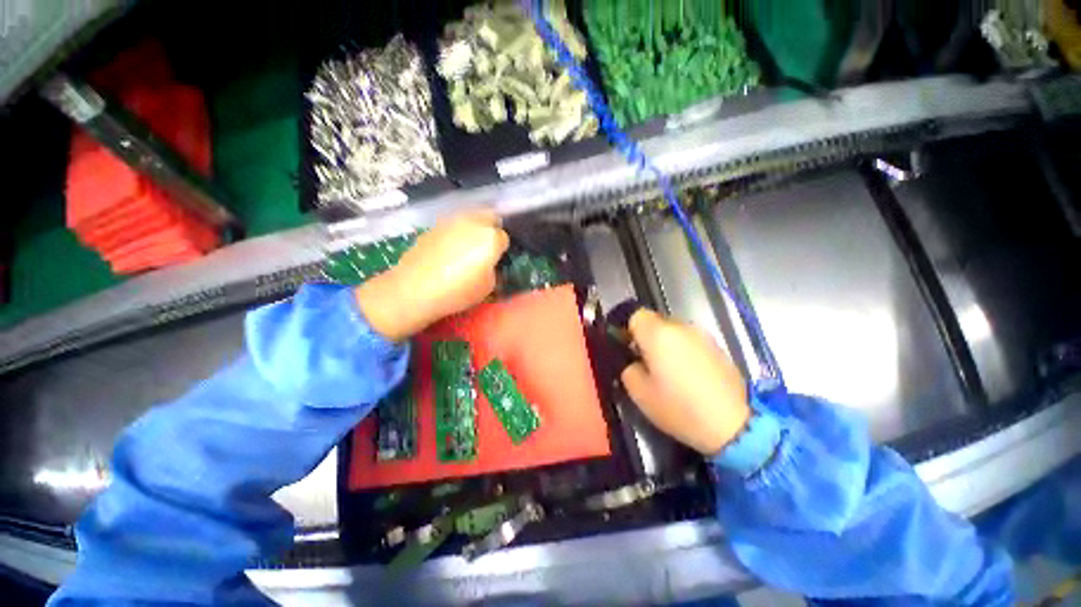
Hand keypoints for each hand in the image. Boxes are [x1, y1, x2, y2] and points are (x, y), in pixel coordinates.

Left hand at [356, 212, 508, 341]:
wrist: (414, 289)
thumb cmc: (458, 291)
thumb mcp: (487, 287)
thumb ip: (493, 269)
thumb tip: (488, 264)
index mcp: (490, 237)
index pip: (504, 237)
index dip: (501, 250)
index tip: (495, 261)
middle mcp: (472, 222)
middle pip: (489, 216)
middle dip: (491, 228)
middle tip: (485, 248)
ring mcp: (450, 221)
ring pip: (469, 217)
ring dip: (473, 228)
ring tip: (466, 247)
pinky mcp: (432, 226)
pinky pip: (451, 225)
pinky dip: (454, 233)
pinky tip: (447, 251)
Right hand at [620, 309, 750, 455]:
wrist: (732, 425)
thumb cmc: (679, 407)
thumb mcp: (639, 393)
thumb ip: (628, 368)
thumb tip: (633, 361)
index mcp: (658, 334)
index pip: (637, 315)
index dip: (630, 331)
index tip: (631, 351)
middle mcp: (681, 327)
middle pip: (656, 322)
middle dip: (649, 339)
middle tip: (649, 365)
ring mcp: (703, 336)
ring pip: (675, 332)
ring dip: (668, 345)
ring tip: (671, 373)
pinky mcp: (718, 348)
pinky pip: (691, 342)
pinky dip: (686, 352)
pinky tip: (691, 377)